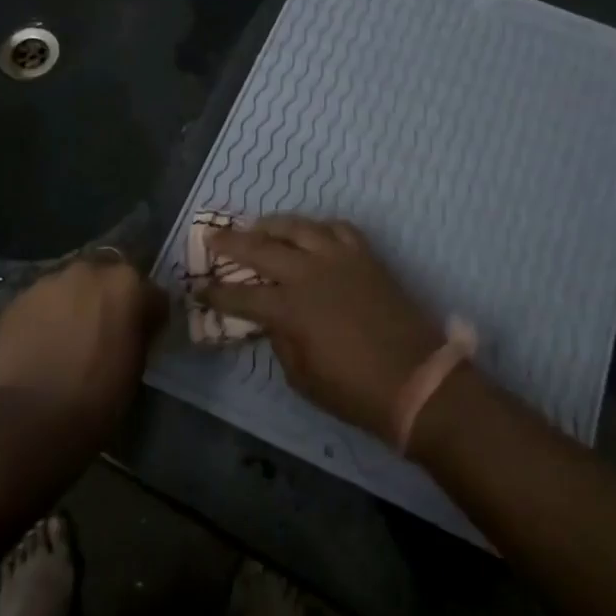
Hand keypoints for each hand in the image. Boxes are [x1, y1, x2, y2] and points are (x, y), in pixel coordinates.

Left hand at [0, 255, 165, 435]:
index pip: (149, 291)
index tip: (142, 333)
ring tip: (66, 337)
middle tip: (102, 330)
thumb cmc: (100, 393)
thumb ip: (139, 330)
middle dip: (106, 298)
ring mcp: (49, 281)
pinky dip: (44, 317)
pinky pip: (39, 303)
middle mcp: (89, 271)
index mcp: (126, 283)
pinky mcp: (17, 299)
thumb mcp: (138, 362)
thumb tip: (135, 325)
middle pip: (105, 278)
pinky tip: (40, 344)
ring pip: (69, 286)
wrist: (36, 414)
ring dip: (73, 304)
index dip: (147, 313)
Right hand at [204, 217, 443, 443]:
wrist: (417, 380)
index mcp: (290, 308)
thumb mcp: (303, 378)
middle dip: (231, 242)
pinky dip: (318, 228)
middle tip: (211, 236)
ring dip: (272, 224)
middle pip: (261, 248)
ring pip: (298, 226)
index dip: (216, 293)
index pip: (241, 295)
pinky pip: (337, 228)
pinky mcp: (365, 256)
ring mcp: (340, 258)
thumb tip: (272, 320)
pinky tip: (311, 233)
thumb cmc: (355, 391)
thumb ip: (281, 342)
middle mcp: (309, 273)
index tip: (198, 288)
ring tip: (258, 226)